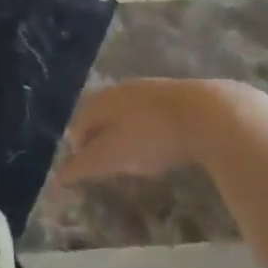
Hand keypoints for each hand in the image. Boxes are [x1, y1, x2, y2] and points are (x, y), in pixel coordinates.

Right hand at [63, 79, 265, 182]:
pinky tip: (166, 147)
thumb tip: (57, 178)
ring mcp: (155, 91)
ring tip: (135, 157)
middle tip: (107, 162)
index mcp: (103, 99)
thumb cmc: (150, 136)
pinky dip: (153, 132)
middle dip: (102, 138)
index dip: (78, 147)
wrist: (211, 115)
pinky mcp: (183, 98)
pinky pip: (157, 116)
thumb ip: (82, 166)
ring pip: (132, 113)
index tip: (83, 169)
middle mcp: (125, 89)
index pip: (80, 122)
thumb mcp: (110, 156)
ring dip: (128, 134)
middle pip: (104, 115)